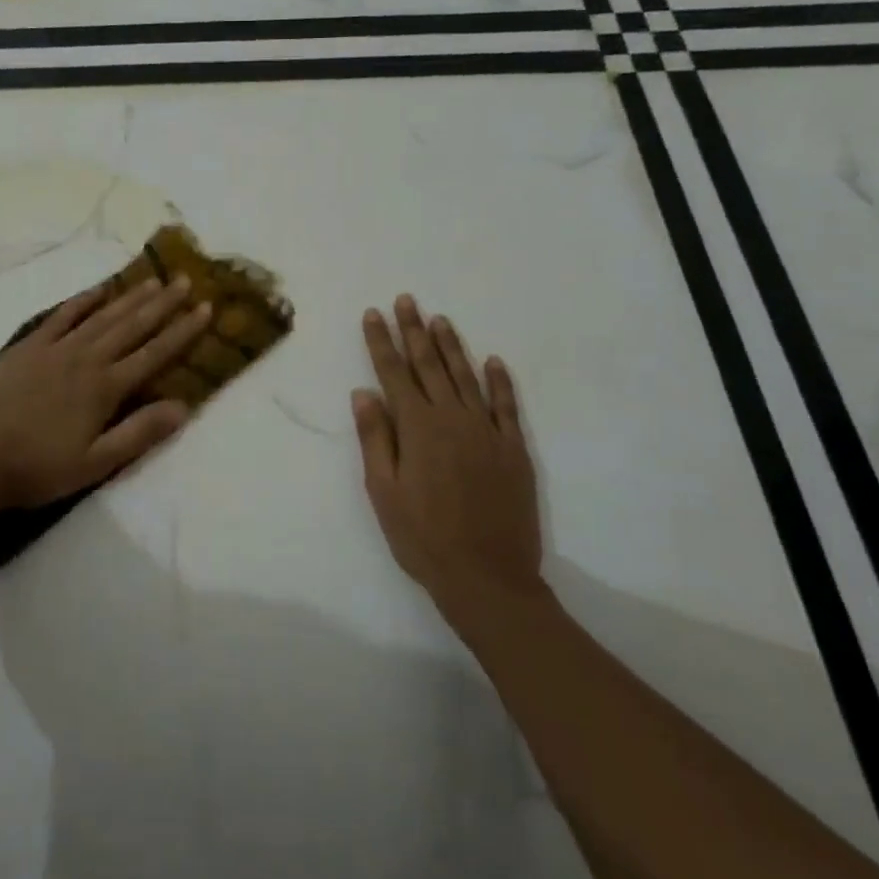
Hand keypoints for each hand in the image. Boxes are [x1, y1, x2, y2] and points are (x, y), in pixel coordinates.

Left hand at [0, 276, 211, 510]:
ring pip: (101, 316)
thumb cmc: (36, 469)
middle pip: (132, 326)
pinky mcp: (26, 347)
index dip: (182, 331)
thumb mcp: (95, 464)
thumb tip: (184, 407)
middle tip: (187, 281)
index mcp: (104, 388)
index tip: (206, 309)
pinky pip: (60, 316)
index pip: (154, 354)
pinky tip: (98, 290)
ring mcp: (54, 349)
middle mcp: (85, 359)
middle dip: (163, 304)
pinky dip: (82, 301)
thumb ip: (139, 433)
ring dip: (130, 298)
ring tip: (154, 280)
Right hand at [353, 295, 544, 627]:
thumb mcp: (383, 492)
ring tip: (439, 319)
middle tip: (406, 301)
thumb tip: (364, 392)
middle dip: (414, 331)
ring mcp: (487, 431)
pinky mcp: (514, 448)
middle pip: (429, 365)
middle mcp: (452, 419)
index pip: (394, 373)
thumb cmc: (423, 537)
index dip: (382, 342)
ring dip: (451, 346)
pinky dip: (499, 380)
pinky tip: (492, 361)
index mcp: (417, 428)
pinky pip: (506, 405)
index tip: (373, 314)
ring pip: (466, 376)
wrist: (487, 577)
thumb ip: (375, 438)